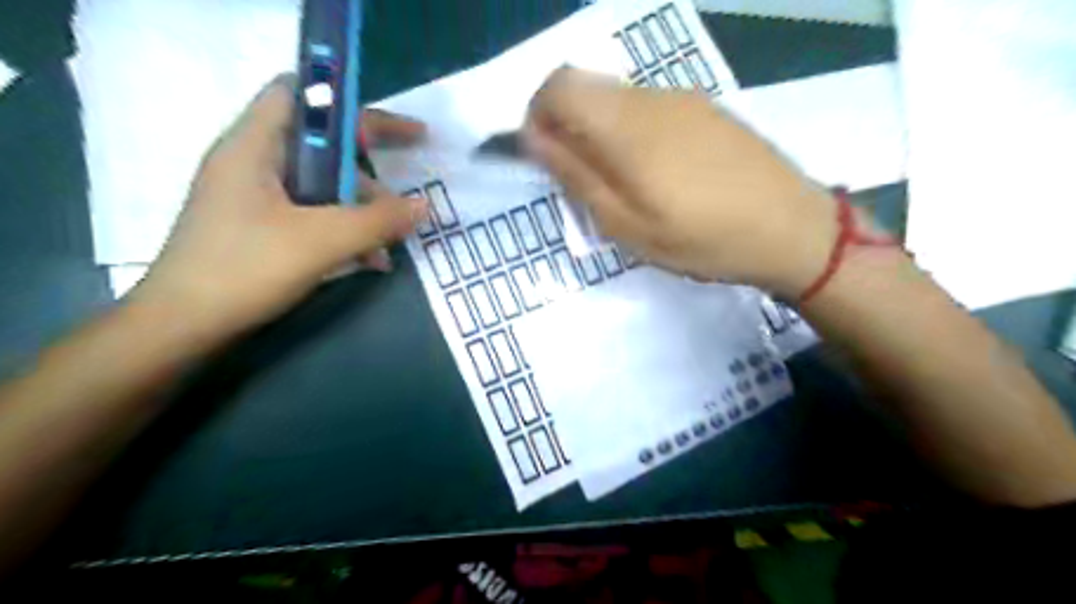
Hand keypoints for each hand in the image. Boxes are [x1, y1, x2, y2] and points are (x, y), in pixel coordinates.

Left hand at [130, 72, 425, 340]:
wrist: (184, 327)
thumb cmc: (245, 269)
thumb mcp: (321, 241)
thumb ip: (378, 220)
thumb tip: (425, 206)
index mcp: (254, 146)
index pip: (302, 95)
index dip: (351, 105)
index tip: (394, 133)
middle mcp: (254, 164)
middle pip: (321, 146)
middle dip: (368, 170)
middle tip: (403, 193)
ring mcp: (257, 199)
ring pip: (323, 187)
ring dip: (362, 210)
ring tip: (393, 241)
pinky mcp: (263, 229)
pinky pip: (314, 215)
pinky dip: (345, 230)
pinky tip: (371, 260)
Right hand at [521, 66, 839, 297]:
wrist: (791, 229)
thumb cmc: (703, 239)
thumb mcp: (627, 226)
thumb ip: (576, 177)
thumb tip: (533, 139)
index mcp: (626, 125)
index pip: (558, 85)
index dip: (537, 116)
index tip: (545, 158)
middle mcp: (651, 98)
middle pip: (586, 88)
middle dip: (567, 128)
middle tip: (583, 182)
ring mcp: (682, 99)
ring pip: (617, 100)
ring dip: (600, 133)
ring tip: (624, 186)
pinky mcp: (705, 109)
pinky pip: (648, 109)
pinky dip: (631, 133)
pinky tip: (659, 175)